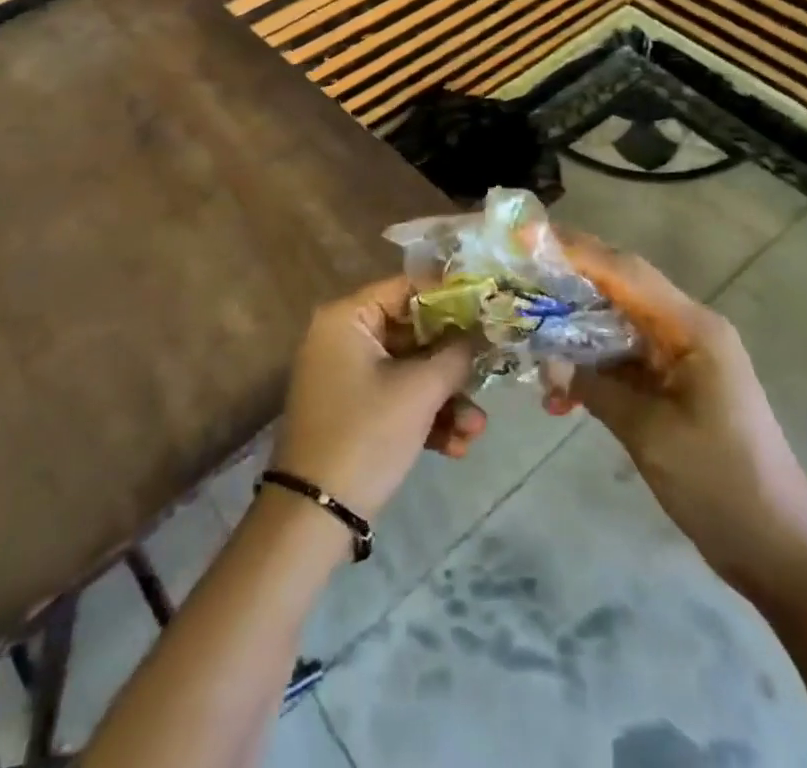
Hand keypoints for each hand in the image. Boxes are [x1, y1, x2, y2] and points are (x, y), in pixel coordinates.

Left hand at [270, 276, 485, 520]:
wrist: (315, 516)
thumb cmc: (366, 434)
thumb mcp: (419, 391)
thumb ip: (455, 355)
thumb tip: (479, 334)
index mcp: (347, 318)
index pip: (406, 289)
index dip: (450, 299)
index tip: (488, 311)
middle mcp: (344, 339)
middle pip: (413, 334)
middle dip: (453, 365)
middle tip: (491, 375)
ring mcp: (348, 377)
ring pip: (410, 372)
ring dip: (446, 399)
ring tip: (476, 430)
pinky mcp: (354, 412)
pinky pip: (397, 399)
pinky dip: (425, 418)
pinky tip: (457, 447)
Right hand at [555, 233, 806, 598]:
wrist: (780, 552)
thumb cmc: (721, 485)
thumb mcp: (650, 434)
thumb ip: (595, 387)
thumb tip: (547, 361)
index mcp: (692, 329)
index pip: (624, 271)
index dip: (575, 250)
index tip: (528, 237)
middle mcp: (688, 329)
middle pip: (620, 287)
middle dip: (568, 281)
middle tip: (518, 276)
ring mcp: (683, 357)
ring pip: (617, 323)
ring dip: (574, 331)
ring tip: (527, 337)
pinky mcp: (676, 384)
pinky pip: (625, 359)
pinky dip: (592, 367)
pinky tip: (560, 394)